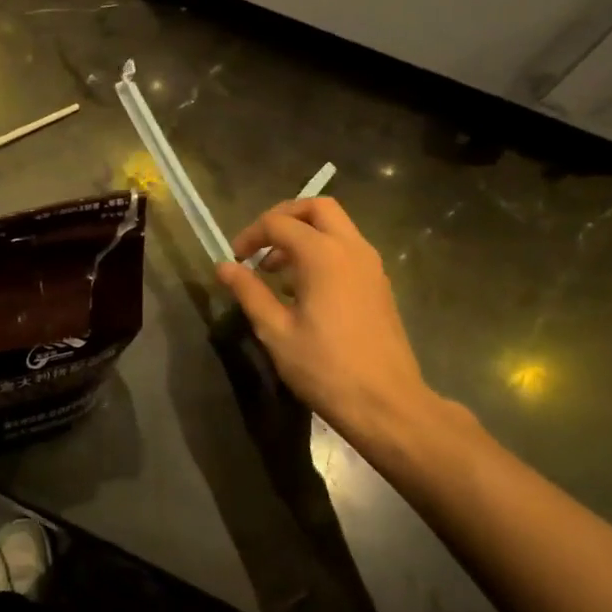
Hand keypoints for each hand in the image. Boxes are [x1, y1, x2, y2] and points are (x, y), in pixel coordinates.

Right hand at [217, 198, 476, 471]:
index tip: (235, 259)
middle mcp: (352, 248)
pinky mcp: (379, 284)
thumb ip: (249, 292)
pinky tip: (305, 289)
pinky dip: (323, 251)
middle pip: (317, 208)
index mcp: (324, 255)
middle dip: (284, 218)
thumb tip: (224, 267)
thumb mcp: (276, 331)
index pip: (280, 223)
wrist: (387, 403)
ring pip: (336, 227)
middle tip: (261, 245)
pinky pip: (348, 249)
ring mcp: (371, 265)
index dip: (251, 235)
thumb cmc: (325, 368)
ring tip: (277, 271)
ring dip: (305, 235)